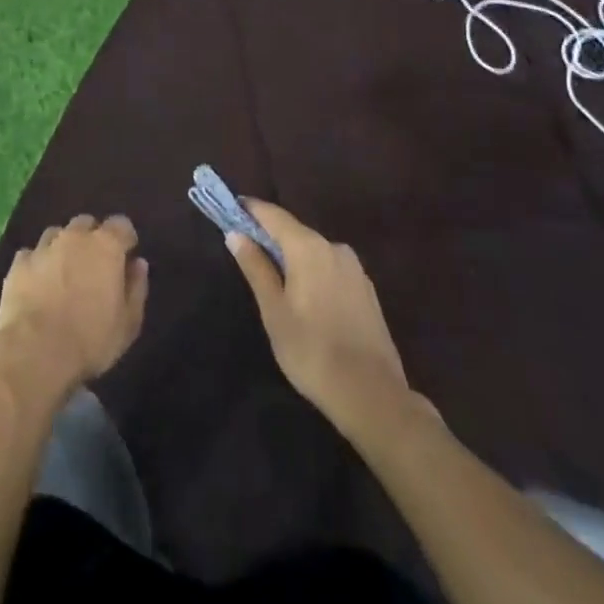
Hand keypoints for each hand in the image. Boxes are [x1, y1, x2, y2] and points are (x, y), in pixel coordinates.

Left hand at [0, 215, 148, 398]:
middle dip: (92, 238)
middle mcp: (74, 237)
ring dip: (63, 247)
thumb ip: (136, 288)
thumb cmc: (90, 340)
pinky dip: (37, 264)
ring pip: (56, 234)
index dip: (124, 239)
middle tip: (94, 266)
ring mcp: (43, 247)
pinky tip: (37, 284)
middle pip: (86, 224)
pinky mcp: (18, 263)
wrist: (35, 351)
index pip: (121, 224)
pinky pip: (31, 254)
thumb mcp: (128, 323)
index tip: (125, 256)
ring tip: (64, 273)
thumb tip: (137, 264)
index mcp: (106, 245)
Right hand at [226, 201, 435, 437]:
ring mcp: (354, 269)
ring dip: (292, 256)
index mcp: (308, 247)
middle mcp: (334, 247)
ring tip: (273, 278)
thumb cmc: (311, 350)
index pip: (273, 215)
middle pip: (294, 231)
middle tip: (246, 248)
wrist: (372, 395)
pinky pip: (330, 268)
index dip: (251, 210)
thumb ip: (256, 267)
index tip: (231, 208)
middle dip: (269, 235)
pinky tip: (305, 296)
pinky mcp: (366, 290)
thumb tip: (236, 234)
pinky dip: (312, 271)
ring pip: (314, 251)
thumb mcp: (274, 310)